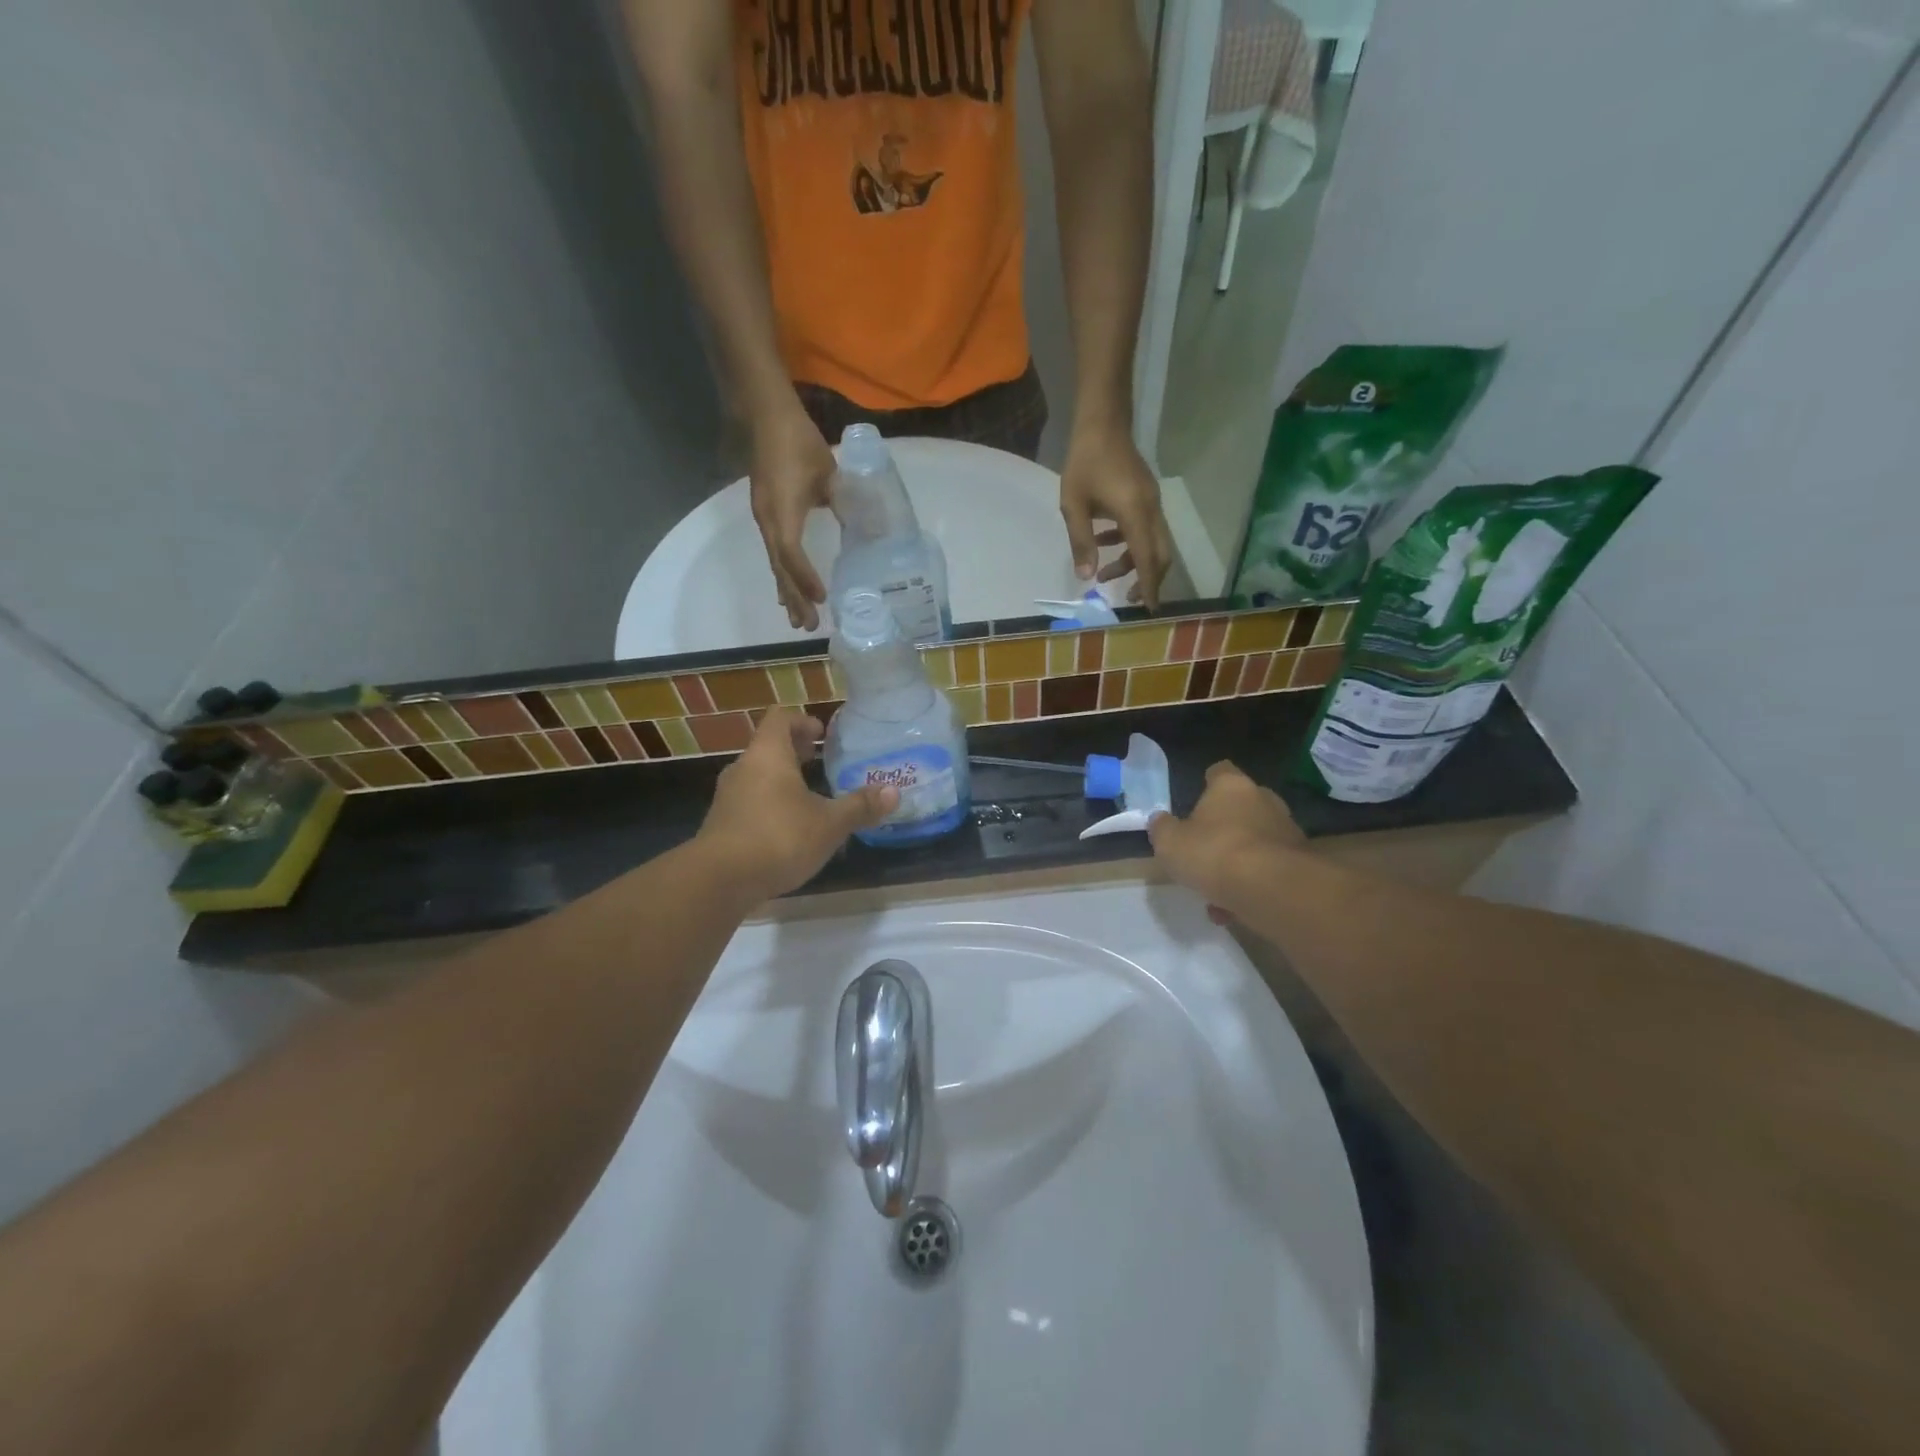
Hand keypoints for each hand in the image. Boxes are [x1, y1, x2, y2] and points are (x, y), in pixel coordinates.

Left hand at [697, 709, 897, 903]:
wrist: (719, 881)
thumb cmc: (779, 838)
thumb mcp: (829, 824)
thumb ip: (860, 807)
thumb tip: (893, 792)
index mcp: (768, 755)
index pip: (780, 718)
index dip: (802, 721)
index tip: (822, 734)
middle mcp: (743, 769)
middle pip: (768, 747)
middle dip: (795, 752)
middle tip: (821, 761)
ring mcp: (728, 798)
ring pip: (758, 776)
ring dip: (782, 780)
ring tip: (809, 797)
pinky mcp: (721, 825)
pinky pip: (749, 803)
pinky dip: (769, 805)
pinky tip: (789, 829)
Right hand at [749, 403, 836, 630]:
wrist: (766, 416)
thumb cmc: (798, 443)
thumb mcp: (828, 474)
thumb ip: (845, 502)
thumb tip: (865, 529)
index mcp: (782, 512)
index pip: (791, 555)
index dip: (805, 579)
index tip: (822, 599)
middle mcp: (768, 521)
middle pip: (780, 568)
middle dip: (794, 598)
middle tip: (807, 626)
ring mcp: (765, 518)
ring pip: (775, 564)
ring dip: (787, 592)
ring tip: (797, 619)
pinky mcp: (767, 514)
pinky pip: (774, 553)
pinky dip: (783, 574)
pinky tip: (788, 589)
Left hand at [1059, 422, 1172, 607]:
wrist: (1102, 422)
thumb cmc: (1084, 462)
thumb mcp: (1073, 506)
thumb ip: (1081, 543)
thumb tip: (1086, 578)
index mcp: (1135, 514)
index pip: (1147, 559)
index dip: (1148, 586)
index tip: (1149, 610)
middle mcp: (1151, 510)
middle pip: (1159, 555)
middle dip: (1146, 580)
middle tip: (1127, 599)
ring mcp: (1152, 502)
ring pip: (1153, 543)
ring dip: (1133, 562)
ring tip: (1105, 574)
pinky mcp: (1146, 496)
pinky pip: (1145, 528)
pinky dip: (1130, 543)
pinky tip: (1105, 542)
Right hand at [1148, 761, 1304, 922]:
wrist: (1273, 890)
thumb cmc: (1214, 853)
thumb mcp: (1169, 843)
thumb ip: (1162, 829)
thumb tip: (1160, 821)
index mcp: (1231, 787)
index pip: (1220, 771)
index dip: (1207, 783)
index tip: (1196, 800)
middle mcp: (1264, 801)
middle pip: (1242, 807)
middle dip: (1225, 827)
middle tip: (1205, 850)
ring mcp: (1287, 832)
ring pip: (1256, 843)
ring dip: (1238, 863)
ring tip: (1216, 893)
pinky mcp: (1302, 864)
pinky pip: (1269, 871)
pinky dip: (1253, 886)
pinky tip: (1234, 910)